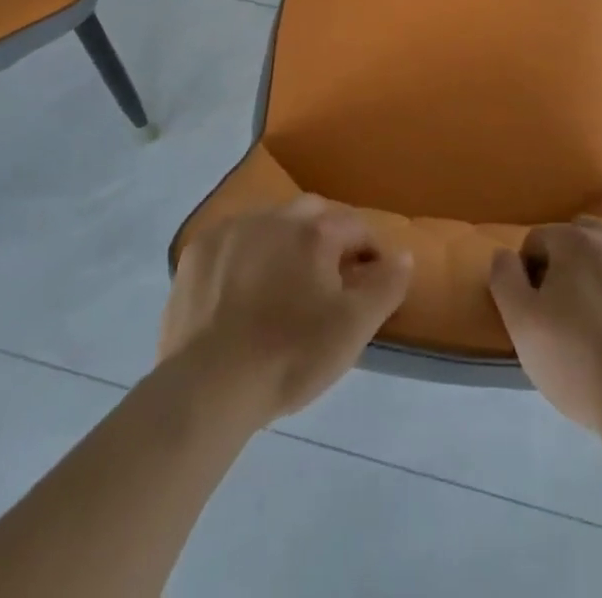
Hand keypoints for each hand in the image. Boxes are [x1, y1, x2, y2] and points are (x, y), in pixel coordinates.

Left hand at [160, 195, 412, 424]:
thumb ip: (385, 286)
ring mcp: (233, 230)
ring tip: (282, 282)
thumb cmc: (289, 356)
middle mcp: (276, 217)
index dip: (369, 251)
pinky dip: (244, 254)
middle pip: (313, 214)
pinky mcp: (198, 251)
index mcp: (316, 232)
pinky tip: (240, 287)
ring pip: (271, 222)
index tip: (369, 281)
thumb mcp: (353, 329)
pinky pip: (233, 240)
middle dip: (326, 236)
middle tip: (326, 278)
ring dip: (283, 240)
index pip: (356, 227)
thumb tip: (403, 254)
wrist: (207, 387)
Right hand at [488, 217, 601, 432]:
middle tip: (575, 314)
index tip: (541, 312)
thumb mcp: (523, 326)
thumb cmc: (582, 364)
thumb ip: (505, 279)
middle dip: (574, 265)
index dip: (533, 275)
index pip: (540, 242)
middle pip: (584, 239)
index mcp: (576, 240)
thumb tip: (504, 253)